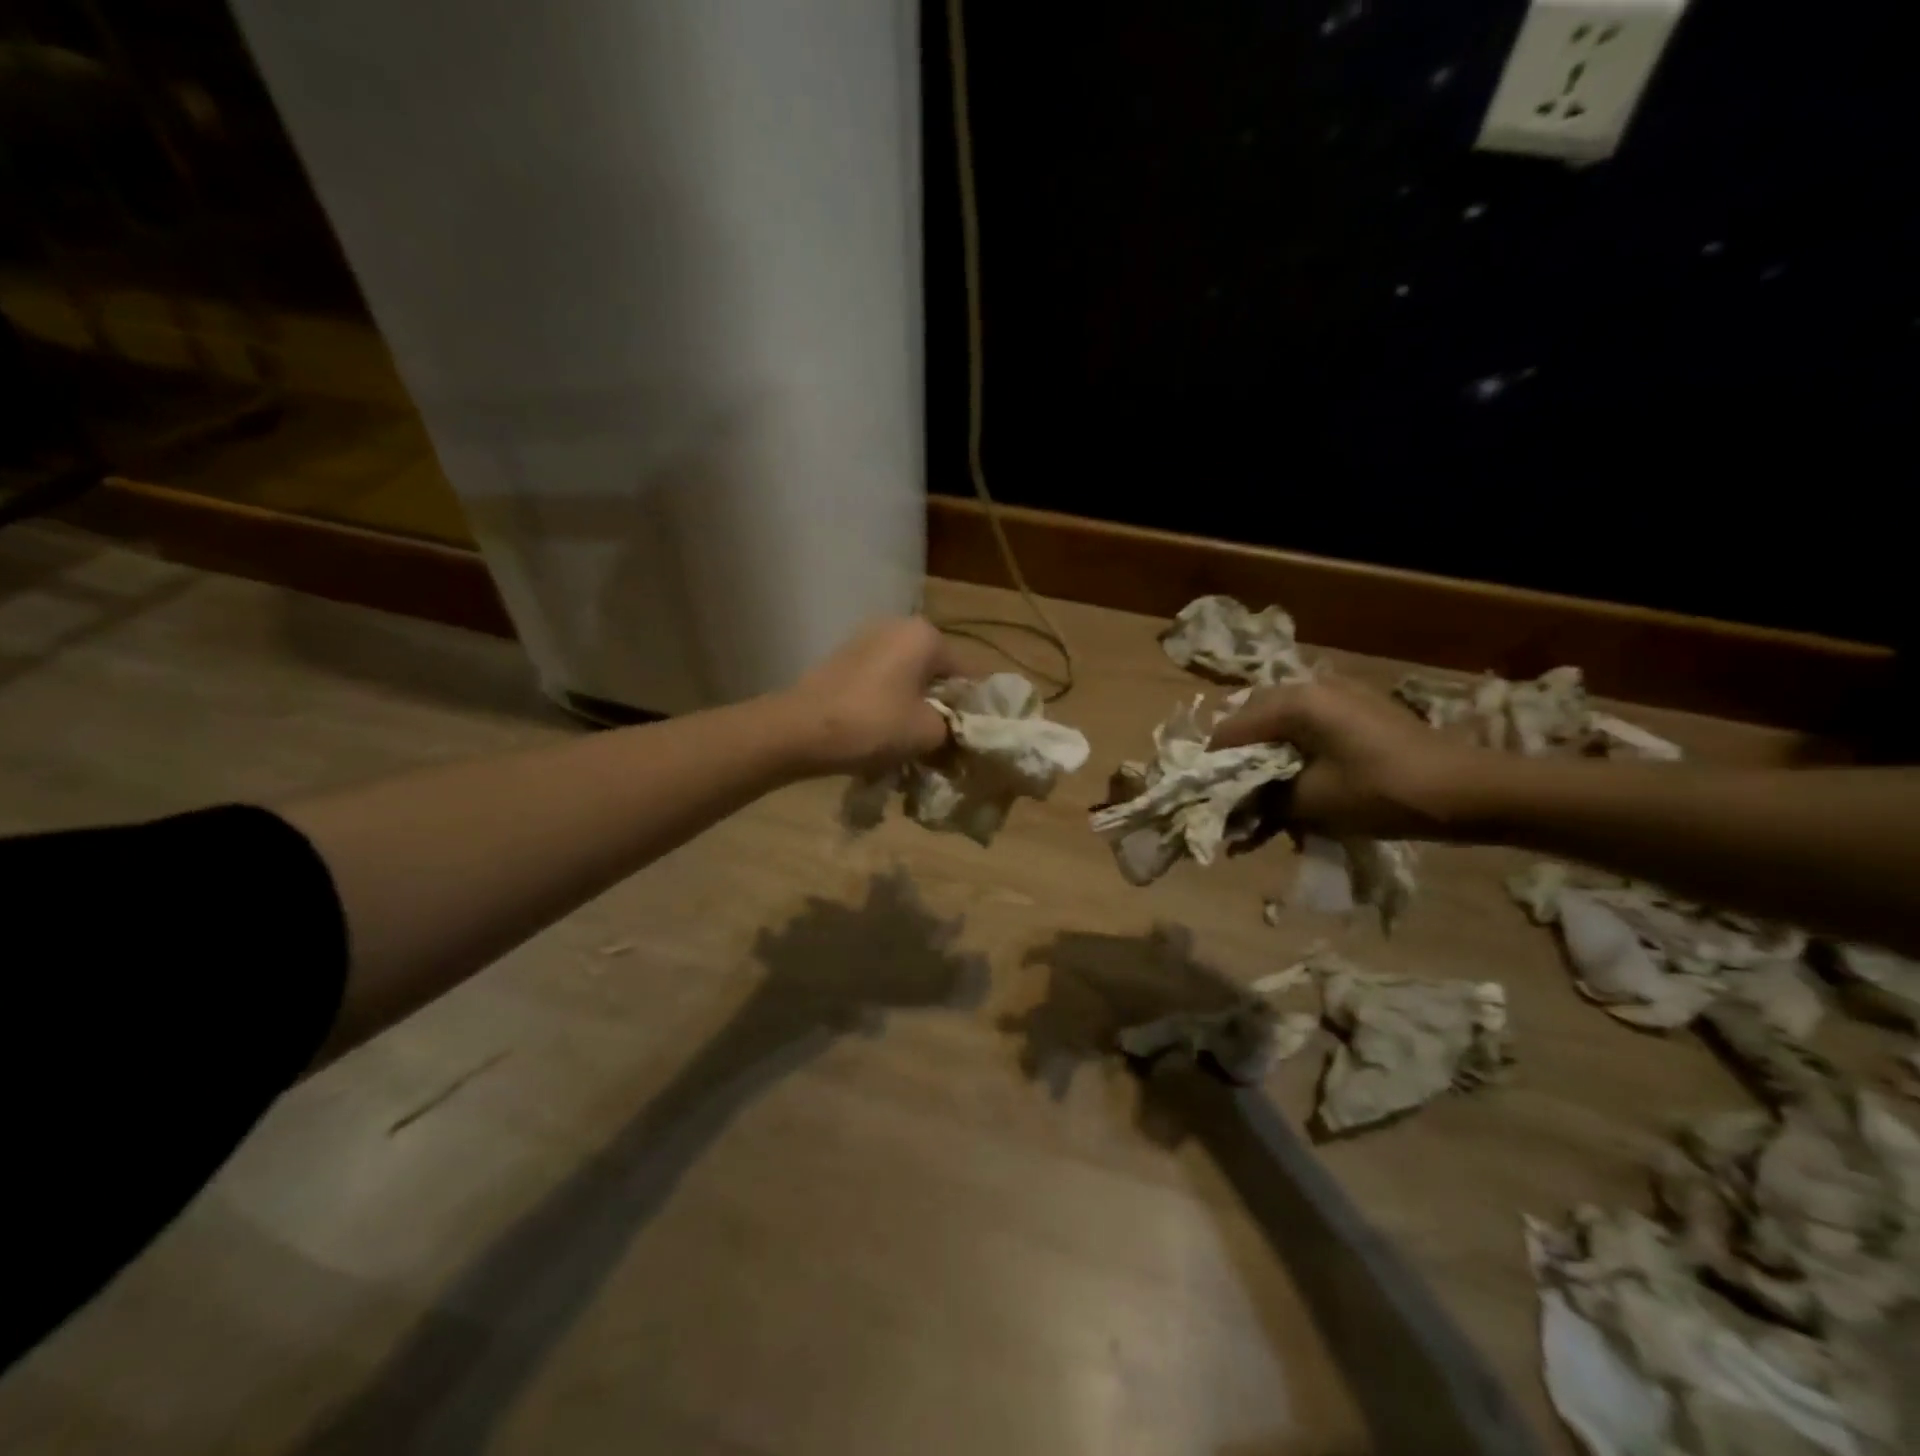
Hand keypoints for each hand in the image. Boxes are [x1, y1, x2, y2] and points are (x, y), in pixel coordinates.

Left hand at [779, 617, 959, 776]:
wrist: (798, 730)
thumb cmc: (872, 724)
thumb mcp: (927, 734)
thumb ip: (953, 730)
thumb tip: (955, 733)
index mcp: (925, 635)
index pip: (968, 674)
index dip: (973, 710)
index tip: (970, 740)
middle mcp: (897, 626)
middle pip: (936, 674)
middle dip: (941, 707)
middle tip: (943, 745)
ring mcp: (865, 640)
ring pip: (907, 679)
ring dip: (913, 707)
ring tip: (911, 744)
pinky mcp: (843, 660)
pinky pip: (880, 683)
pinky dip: (887, 704)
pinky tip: (882, 733)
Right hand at [1208, 675, 1484, 838]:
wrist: (1469, 791)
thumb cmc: (1383, 793)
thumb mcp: (1311, 802)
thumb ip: (1261, 800)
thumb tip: (1231, 808)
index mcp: (1293, 702)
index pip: (1229, 730)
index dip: (1212, 767)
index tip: (1207, 801)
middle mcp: (1310, 686)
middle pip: (1251, 722)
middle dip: (1240, 763)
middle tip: (1238, 801)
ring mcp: (1338, 694)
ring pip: (1280, 726)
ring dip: (1268, 760)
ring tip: (1270, 798)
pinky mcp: (1359, 708)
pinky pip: (1309, 727)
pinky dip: (1296, 754)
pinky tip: (1303, 783)